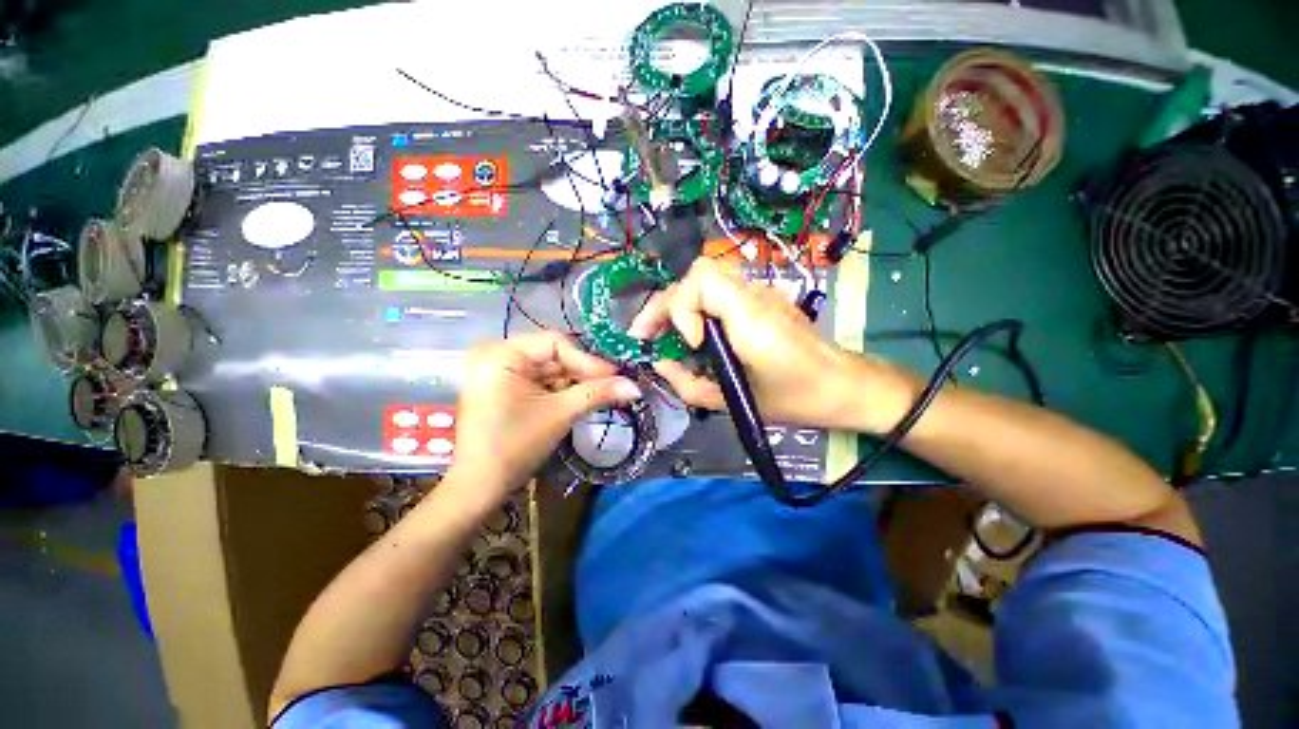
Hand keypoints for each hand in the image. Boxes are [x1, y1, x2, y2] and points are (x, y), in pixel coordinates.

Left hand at [447, 332, 641, 504]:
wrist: (479, 487)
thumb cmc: (514, 447)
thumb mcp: (559, 414)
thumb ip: (597, 394)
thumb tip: (635, 386)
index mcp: (500, 354)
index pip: (555, 342)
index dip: (587, 359)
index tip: (616, 376)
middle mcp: (496, 354)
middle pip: (553, 354)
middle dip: (583, 371)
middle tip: (613, 384)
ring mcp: (500, 370)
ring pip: (550, 367)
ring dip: (576, 381)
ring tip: (602, 392)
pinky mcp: (505, 385)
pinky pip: (541, 379)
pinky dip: (562, 388)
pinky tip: (582, 397)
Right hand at [629, 258, 916, 433]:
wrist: (844, 385)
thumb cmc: (795, 399)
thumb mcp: (734, 402)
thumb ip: (688, 384)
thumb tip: (659, 363)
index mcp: (750, 317)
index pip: (701, 279)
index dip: (682, 307)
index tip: (691, 343)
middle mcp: (754, 295)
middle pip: (698, 274)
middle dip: (666, 304)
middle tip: (648, 335)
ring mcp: (760, 293)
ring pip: (706, 281)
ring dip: (679, 305)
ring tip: (667, 336)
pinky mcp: (762, 300)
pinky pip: (720, 294)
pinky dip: (698, 309)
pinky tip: (696, 335)